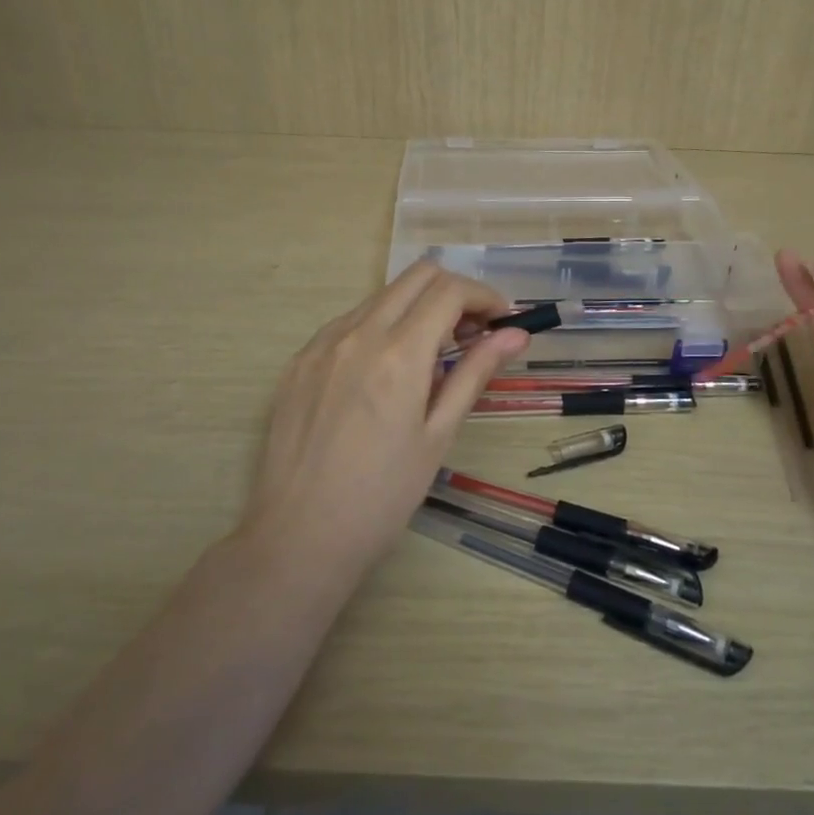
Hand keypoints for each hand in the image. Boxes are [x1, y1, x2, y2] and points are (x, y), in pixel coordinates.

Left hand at [241, 260, 528, 584]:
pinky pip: (347, 323)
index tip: (501, 322)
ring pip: (380, 296)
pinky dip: (379, 328)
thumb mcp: (438, 435)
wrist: (298, 537)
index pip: (450, 291)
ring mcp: (321, 344)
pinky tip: (383, 373)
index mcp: (399, 353)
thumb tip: (515, 334)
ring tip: (430, 357)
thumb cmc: (382, 497)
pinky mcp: (298, 361)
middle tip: (472, 333)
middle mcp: (357, 333)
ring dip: (416, 309)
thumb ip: (474, 373)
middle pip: (416, 276)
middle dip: (453, 293)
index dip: (484, 297)